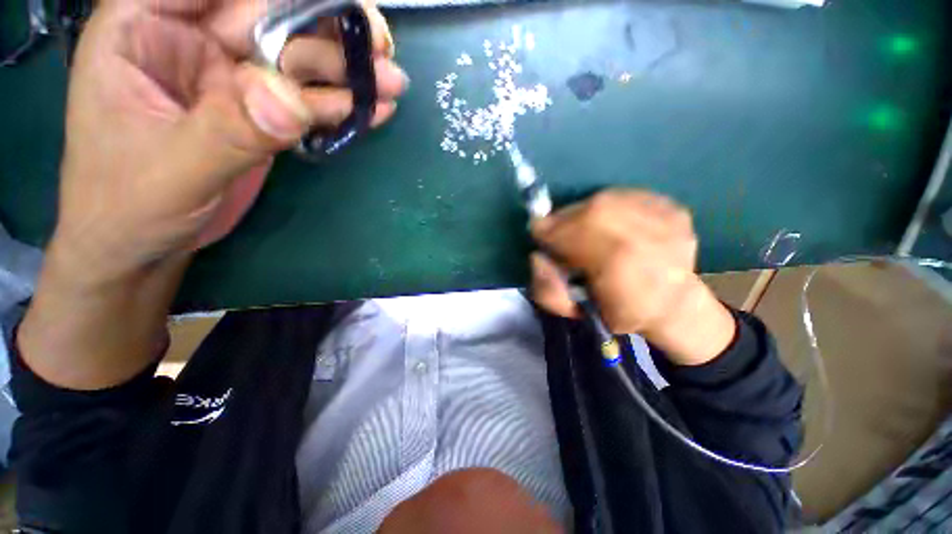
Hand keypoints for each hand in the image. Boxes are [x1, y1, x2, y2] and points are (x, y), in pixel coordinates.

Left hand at [52, 0, 407, 284]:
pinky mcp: (259, 112)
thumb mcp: (172, 170)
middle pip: (268, 12)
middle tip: (380, 45)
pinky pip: (306, 100)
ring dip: (346, 70)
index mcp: (144, 27)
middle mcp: (190, 39)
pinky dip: (340, 105)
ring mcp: (230, 77)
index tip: (335, 2)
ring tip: (391, 82)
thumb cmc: (129, 207)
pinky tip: (373, 109)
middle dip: (326, 26)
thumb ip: (229, 131)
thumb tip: (291, 100)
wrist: (145, 244)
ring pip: (296, 57)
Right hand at [530, 190, 735, 365]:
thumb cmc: (618, 312)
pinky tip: (613, 226)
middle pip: (587, 210)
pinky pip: (625, 196)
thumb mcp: (573, 312)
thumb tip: (537, 257)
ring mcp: (664, 219)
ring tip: (586, 230)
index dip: (547, 233)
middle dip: (566, 221)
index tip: (542, 239)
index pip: (568, 232)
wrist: (675, 306)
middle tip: (561, 233)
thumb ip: (545, 288)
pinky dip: (610, 208)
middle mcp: (643, 235)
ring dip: (586, 213)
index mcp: (618, 267)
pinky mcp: (674, 209)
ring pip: (605, 199)